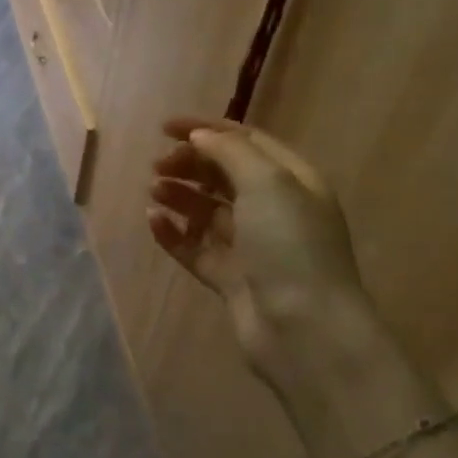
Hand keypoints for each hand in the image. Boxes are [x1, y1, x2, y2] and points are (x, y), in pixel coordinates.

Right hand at [147, 117, 373, 379]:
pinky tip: (153, 221)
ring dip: (180, 195)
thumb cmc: (289, 245)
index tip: (165, 128)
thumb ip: (230, 152)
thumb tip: (199, 136)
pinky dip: (174, 233)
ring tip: (153, 191)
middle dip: (190, 164)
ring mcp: (252, 247)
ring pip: (207, 211)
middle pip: (224, 175)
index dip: (206, 129)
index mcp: (292, 182)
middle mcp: (274, 210)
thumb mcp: (267, 182)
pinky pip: (195, 247)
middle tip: (157, 165)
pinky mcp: (231, 278)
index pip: (246, 142)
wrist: (304, 329)